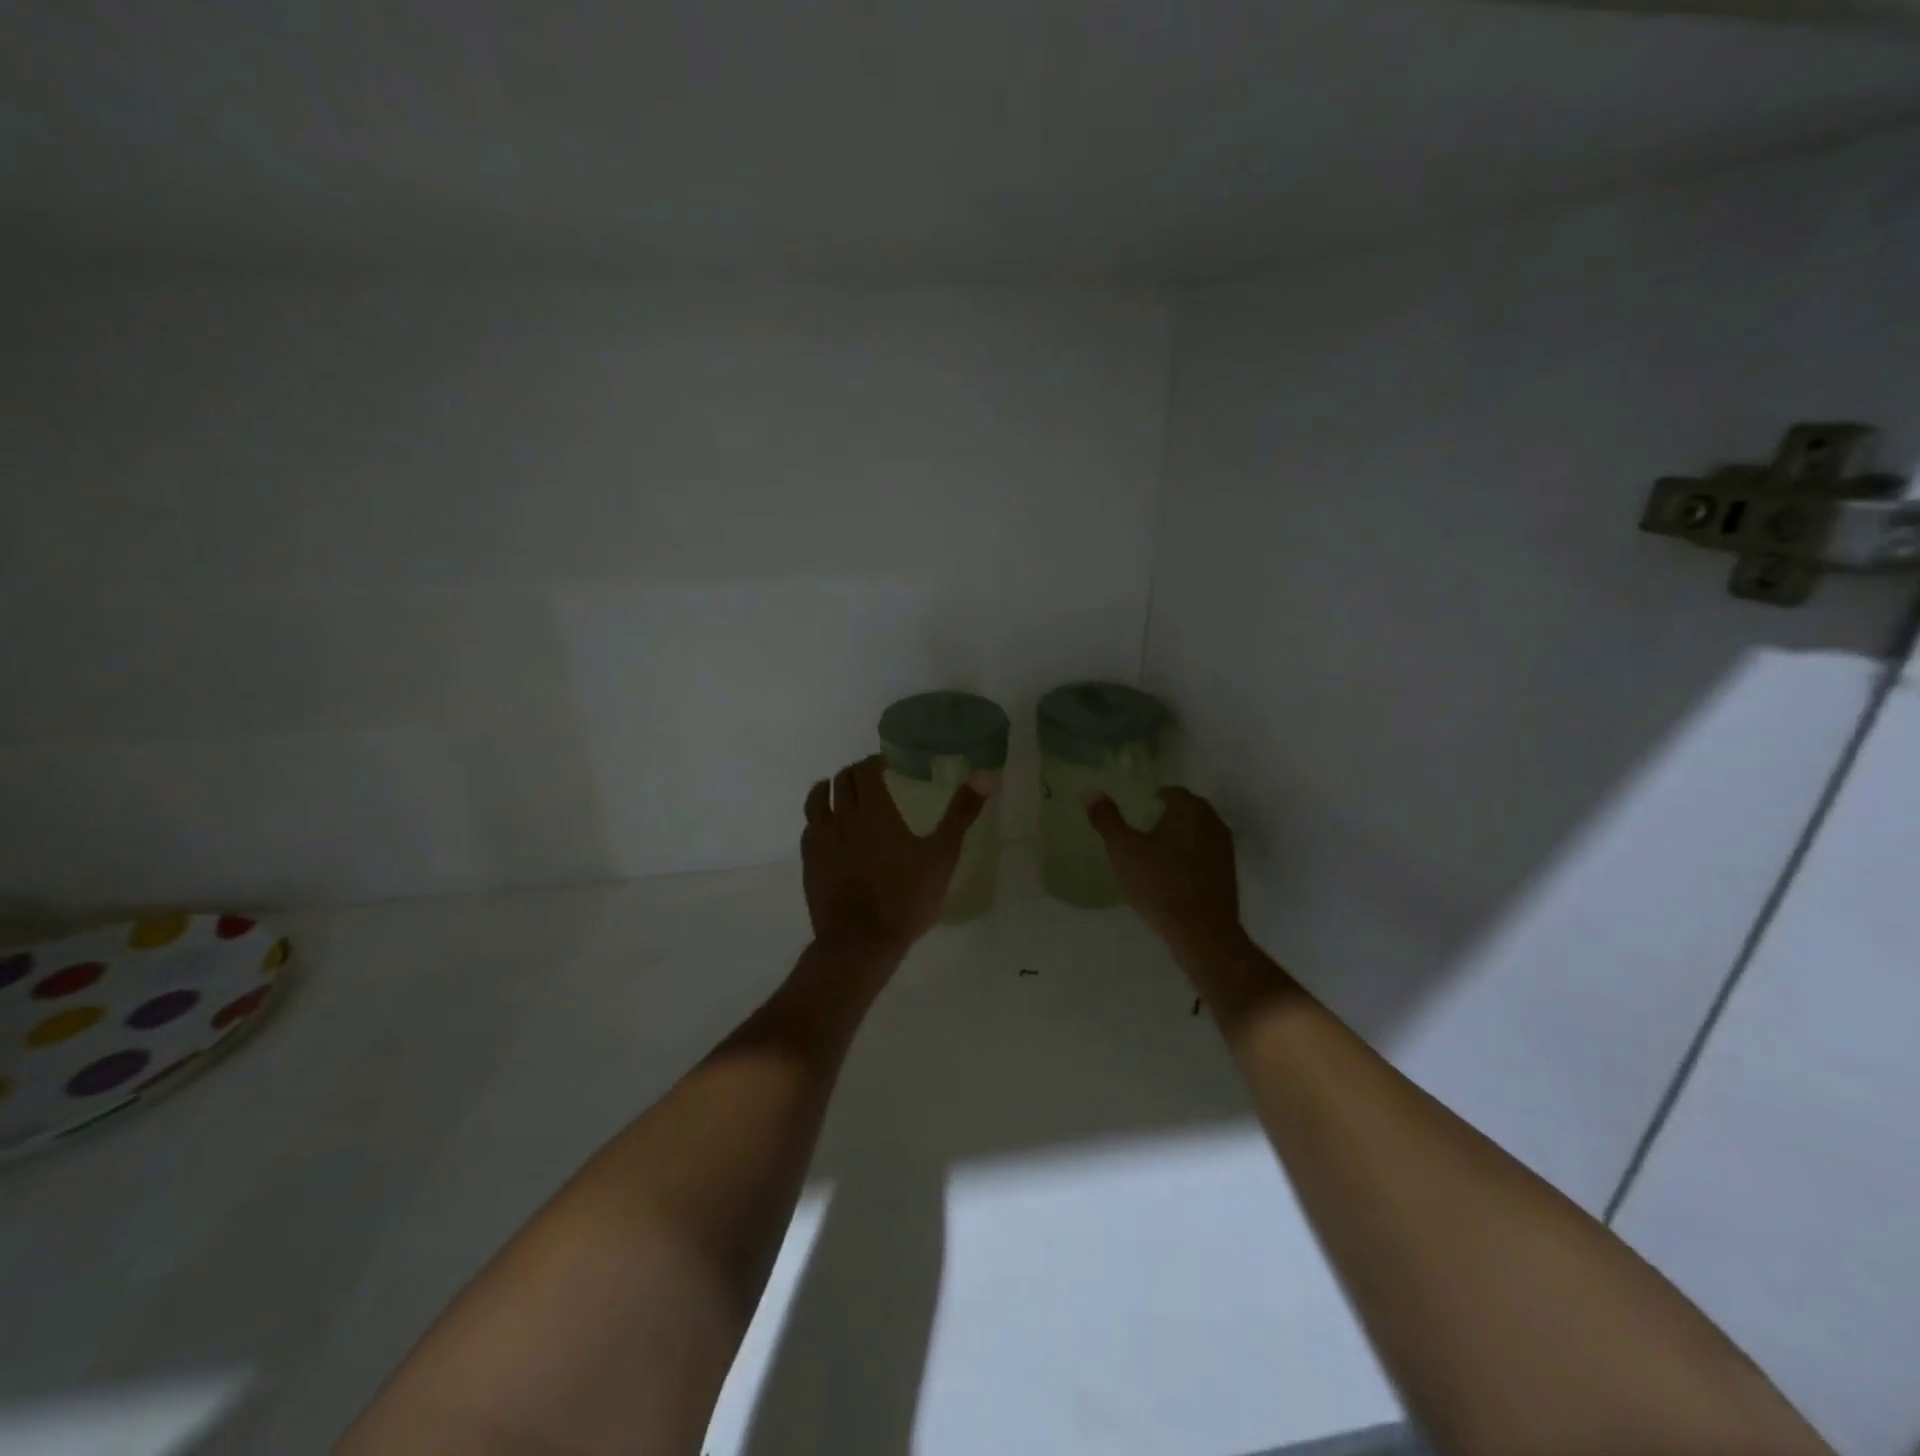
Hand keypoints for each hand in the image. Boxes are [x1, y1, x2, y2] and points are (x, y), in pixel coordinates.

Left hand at [803, 756, 985, 953]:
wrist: (861, 942)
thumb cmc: (906, 897)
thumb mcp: (942, 855)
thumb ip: (961, 813)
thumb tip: (985, 775)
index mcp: (874, 810)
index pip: (866, 770)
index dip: (875, 762)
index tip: (887, 764)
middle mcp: (842, 817)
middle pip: (841, 781)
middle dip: (855, 773)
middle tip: (871, 779)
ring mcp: (821, 840)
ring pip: (816, 800)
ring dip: (829, 790)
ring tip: (841, 794)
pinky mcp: (809, 863)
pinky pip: (809, 829)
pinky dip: (819, 820)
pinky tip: (829, 830)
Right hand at [1086, 787, 1243, 954]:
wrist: (1202, 932)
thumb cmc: (1159, 884)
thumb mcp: (1124, 850)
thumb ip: (1107, 819)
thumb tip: (1091, 792)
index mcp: (1189, 809)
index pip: (1170, 792)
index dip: (1150, 799)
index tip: (1134, 813)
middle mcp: (1212, 822)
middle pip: (1186, 810)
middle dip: (1165, 816)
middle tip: (1140, 831)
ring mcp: (1224, 848)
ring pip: (1196, 833)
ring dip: (1178, 837)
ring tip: (1153, 854)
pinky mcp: (1228, 873)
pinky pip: (1204, 854)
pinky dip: (1188, 857)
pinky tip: (1171, 875)